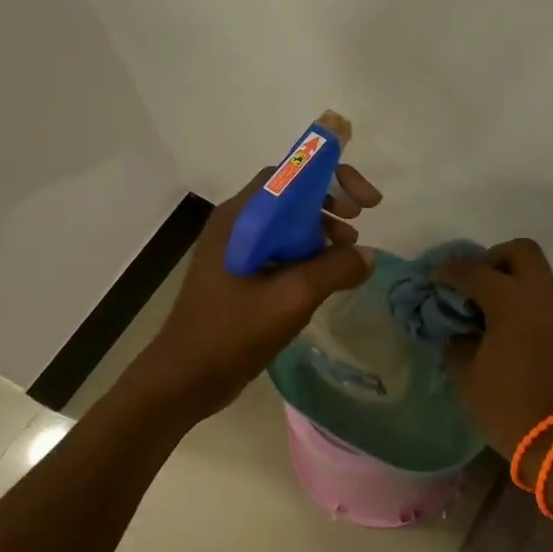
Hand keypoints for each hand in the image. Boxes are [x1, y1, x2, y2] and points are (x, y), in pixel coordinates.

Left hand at [134, 164, 380, 419]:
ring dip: (321, 230)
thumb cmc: (233, 332)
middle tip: (360, 221)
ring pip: (287, 224)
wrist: (185, 377)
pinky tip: (326, 278)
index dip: (331, 177)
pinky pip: (280, 250)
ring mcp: (236, 250)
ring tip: (348, 253)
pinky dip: (308, 254)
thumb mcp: (292, 298)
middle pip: (290, 195)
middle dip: (329, 202)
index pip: (290, 174)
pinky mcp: (240, 274)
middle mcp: (236, 225)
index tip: (365, 201)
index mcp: (240, 218)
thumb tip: (366, 257)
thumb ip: (334, 270)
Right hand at [432, 240, 552, 454]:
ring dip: (513, 282)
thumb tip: (457, 328)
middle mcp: (542, 294)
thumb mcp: (466, 374)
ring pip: (538, 275)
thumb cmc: (507, 405)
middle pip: (521, 251)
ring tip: (489, 310)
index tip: (434, 279)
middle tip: (474, 285)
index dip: (449, 271)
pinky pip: (547, 299)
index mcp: (511, 300)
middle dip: (493, 259)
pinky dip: (528, 302)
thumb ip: (457, 340)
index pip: (474, 270)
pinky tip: (510, 329)